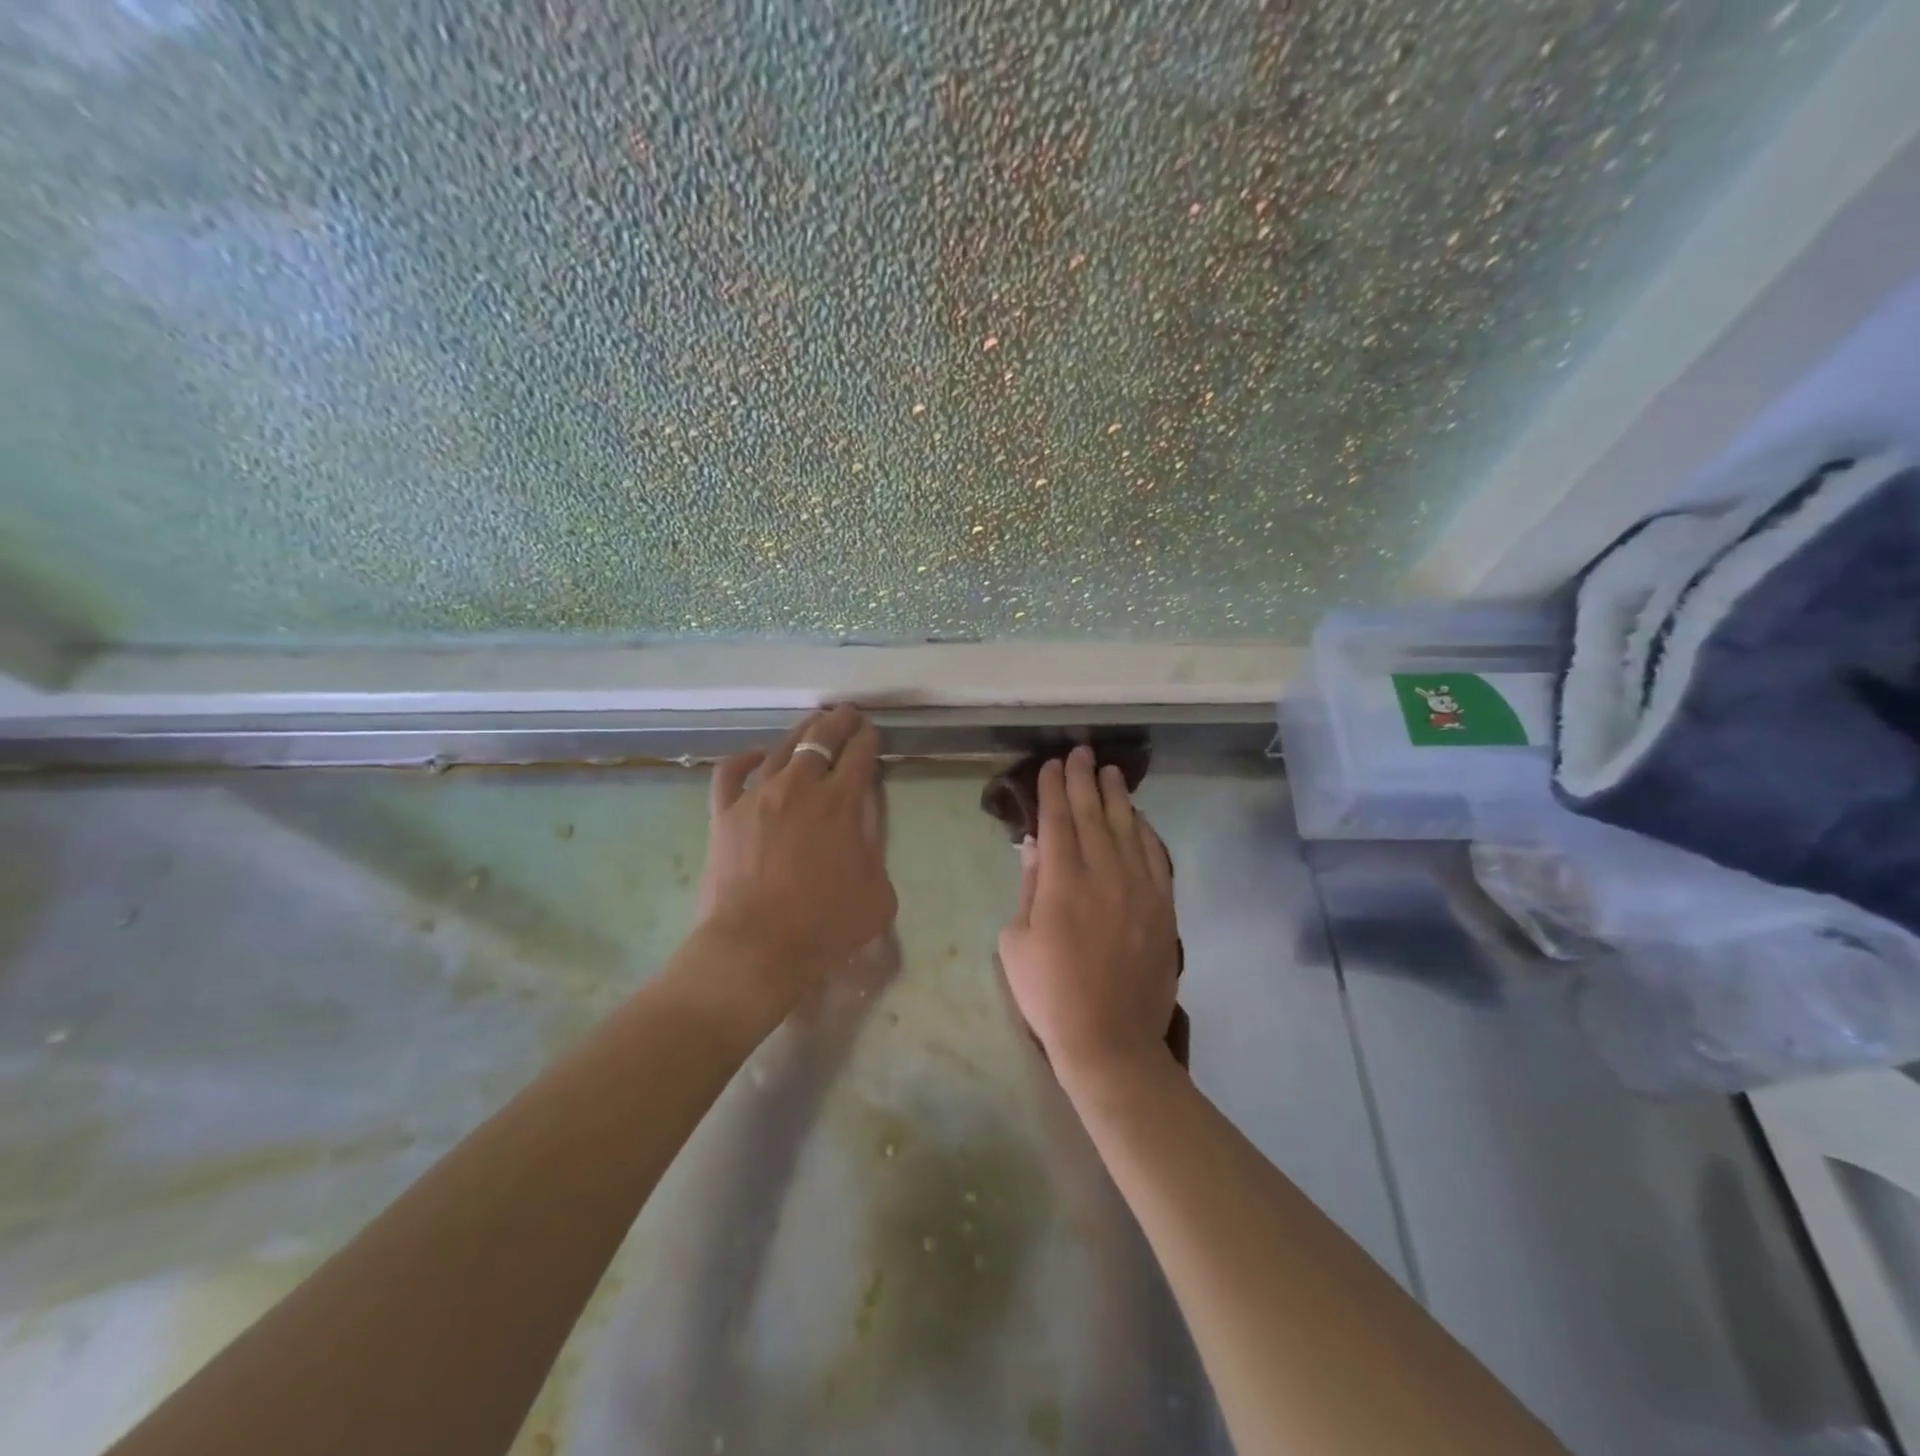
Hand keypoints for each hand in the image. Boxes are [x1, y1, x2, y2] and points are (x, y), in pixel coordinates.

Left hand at [697, 706, 897, 1001]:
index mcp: (840, 804)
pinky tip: (755, 754)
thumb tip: (862, 833)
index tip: (871, 732)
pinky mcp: (724, 814)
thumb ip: (876, 854)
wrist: (756, 949)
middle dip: (838, 723)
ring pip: (779, 749)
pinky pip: (729, 774)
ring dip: (800, 733)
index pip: (858, 756)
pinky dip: (743, 758)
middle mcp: (799, 788)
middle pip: (820, 740)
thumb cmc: (824, 926)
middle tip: (847, 714)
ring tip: (811, 724)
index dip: (868, 739)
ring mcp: (757, 797)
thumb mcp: (878, 894)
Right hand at [998, 746, 1179, 1080]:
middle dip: (1084, 780)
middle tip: (1081, 753)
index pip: (1058, 820)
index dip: (1053, 789)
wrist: (1110, 1039)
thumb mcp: (1016, 941)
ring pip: (1128, 828)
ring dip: (1117, 797)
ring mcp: (1140, 889)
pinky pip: (1157, 856)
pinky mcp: (1163, 907)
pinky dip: (1146, 831)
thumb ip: (1029, 887)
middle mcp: (1104, 874)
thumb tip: (1035, 846)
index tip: (1052, 765)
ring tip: (1111, 773)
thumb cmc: (1050, 993)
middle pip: (1093, 814)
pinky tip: (1139, 818)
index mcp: (1063, 881)